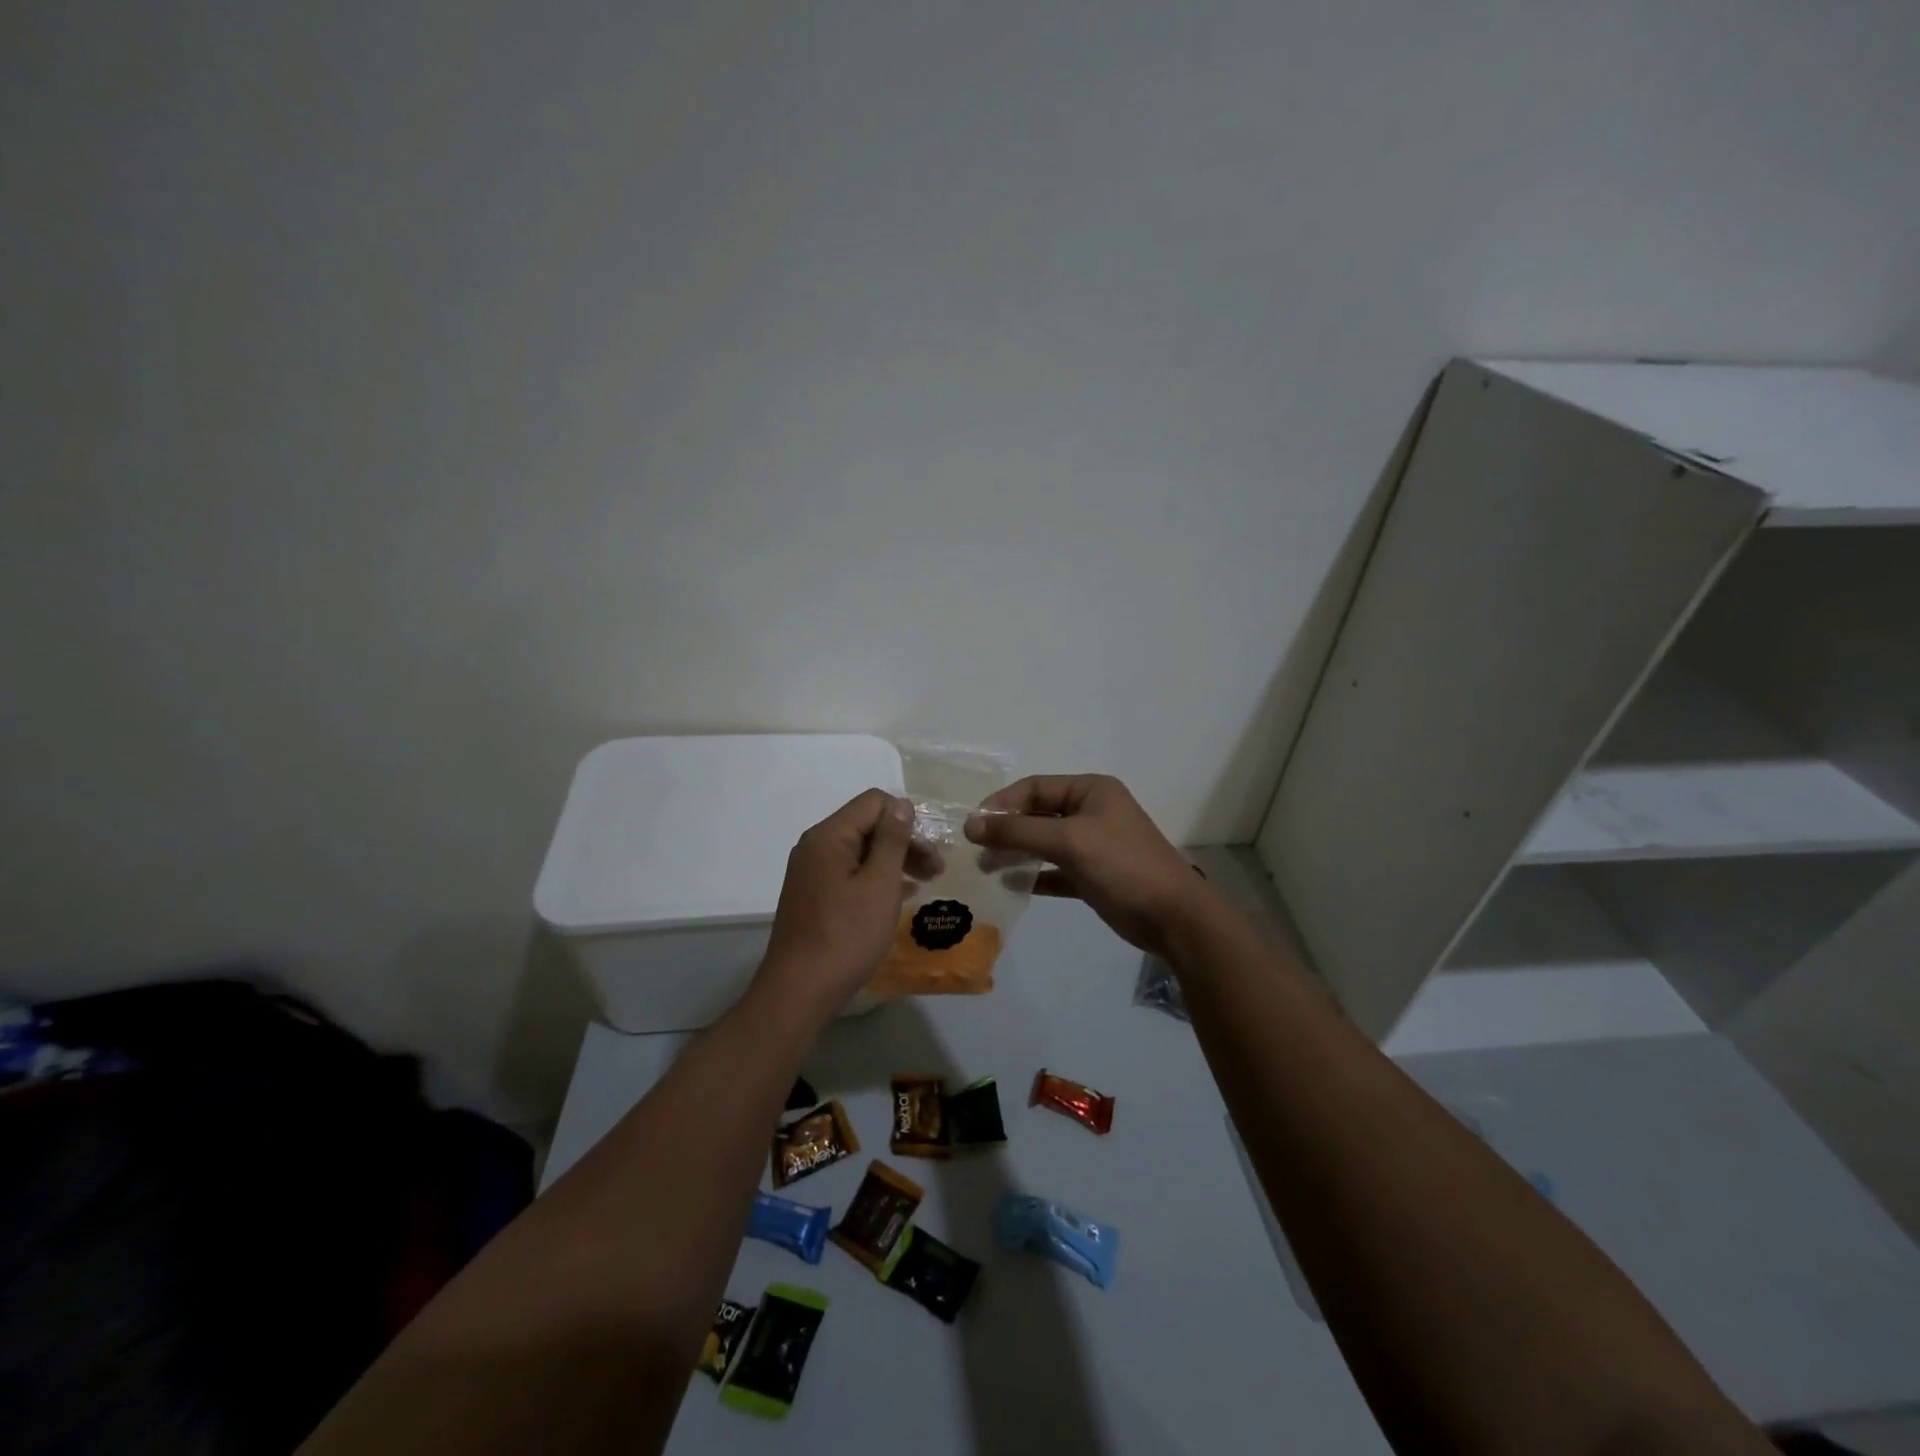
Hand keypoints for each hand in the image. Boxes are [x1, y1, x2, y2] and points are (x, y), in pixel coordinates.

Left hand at [759, 789, 914, 1007]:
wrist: (800, 991)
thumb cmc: (846, 935)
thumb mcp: (880, 884)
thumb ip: (892, 840)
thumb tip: (901, 804)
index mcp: (829, 836)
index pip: (874, 802)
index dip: (907, 819)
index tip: (931, 850)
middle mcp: (815, 846)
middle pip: (867, 825)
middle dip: (904, 841)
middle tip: (937, 870)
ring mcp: (811, 872)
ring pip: (860, 850)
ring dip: (893, 861)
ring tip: (924, 882)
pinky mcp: (813, 895)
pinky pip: (850, 872)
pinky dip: (875, 878)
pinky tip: (898, 895)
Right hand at [965, 775, 1215, 956]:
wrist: (1173, 917)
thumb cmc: (1122, 865)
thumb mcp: (1068, 841)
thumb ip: (1018, 832)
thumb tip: (970, 825)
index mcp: (1091, 790)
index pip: (1034, 788)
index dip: (1002, 803)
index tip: (974, 826)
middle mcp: (1091, 812)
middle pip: (1038, 814)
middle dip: (1007, 829)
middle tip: (976, 849)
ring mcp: (1094, 844)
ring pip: (1045, 842)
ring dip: (1017, 852)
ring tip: (987, 867)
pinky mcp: (1093, 875)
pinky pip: (1055, 869)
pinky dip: (1035, 874)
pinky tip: (1013, 884)